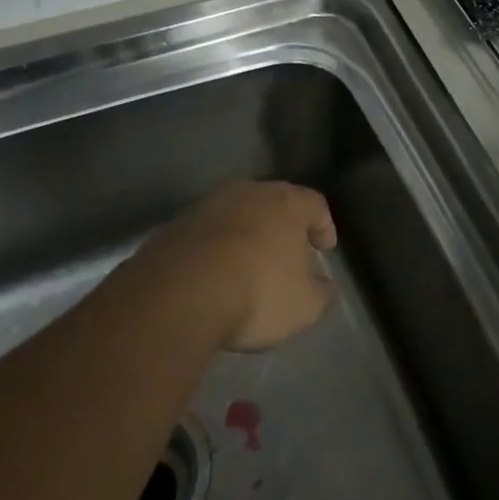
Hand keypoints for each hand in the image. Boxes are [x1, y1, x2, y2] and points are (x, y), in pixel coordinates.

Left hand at [138, 181, 337, 351]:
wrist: (177, 296)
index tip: (324, 248)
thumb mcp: (304, 306)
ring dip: (245, 235)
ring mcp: (207, 206)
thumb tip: (323, 286)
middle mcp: (248, 193)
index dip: (323, 225)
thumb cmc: (256, 293)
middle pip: (273, 202)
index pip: (315, 204)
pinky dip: (214, 249)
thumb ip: (321, 292)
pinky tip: (213, 276)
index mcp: (286, 203)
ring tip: (247, 266)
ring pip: (236, 214)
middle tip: (287, 253)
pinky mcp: (174, 225)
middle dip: (282, 226)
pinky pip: (205, 233)